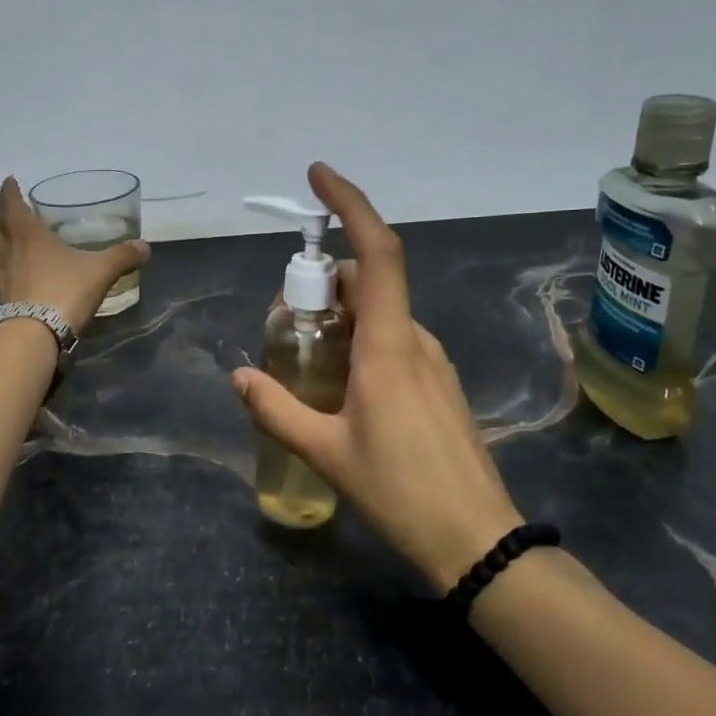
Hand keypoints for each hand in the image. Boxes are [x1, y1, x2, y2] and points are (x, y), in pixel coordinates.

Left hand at [0, 177, 150, 334]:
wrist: (33, 336)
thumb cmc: (63, 291)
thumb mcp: (100, 271)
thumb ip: (122, 257)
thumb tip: (144, 247)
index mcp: (27, 234)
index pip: (11, 204)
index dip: (10, 191)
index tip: (10, 181)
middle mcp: (7, 251)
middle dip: (1, 218)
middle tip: (13, 215)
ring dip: (2, 245)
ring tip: (17, 247)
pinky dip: (7, 271)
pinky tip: (21, 278)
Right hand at [231, 163, 520, 587]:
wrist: (477, 539)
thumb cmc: (400, 492)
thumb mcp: (325, 452)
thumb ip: (275, 409)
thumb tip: (238, 376)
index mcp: (388, 346)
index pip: (375, 253)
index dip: (350, 206)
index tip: (318, 176)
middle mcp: (415, 340)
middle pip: (368, 281)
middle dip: (322, 282)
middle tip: (283, 320)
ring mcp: (432, 361)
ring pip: (380, 313)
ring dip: (340, 317)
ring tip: (304, 362)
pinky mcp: (439, 383)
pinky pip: (394, 340)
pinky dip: (360, 340)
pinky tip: (339, 387)